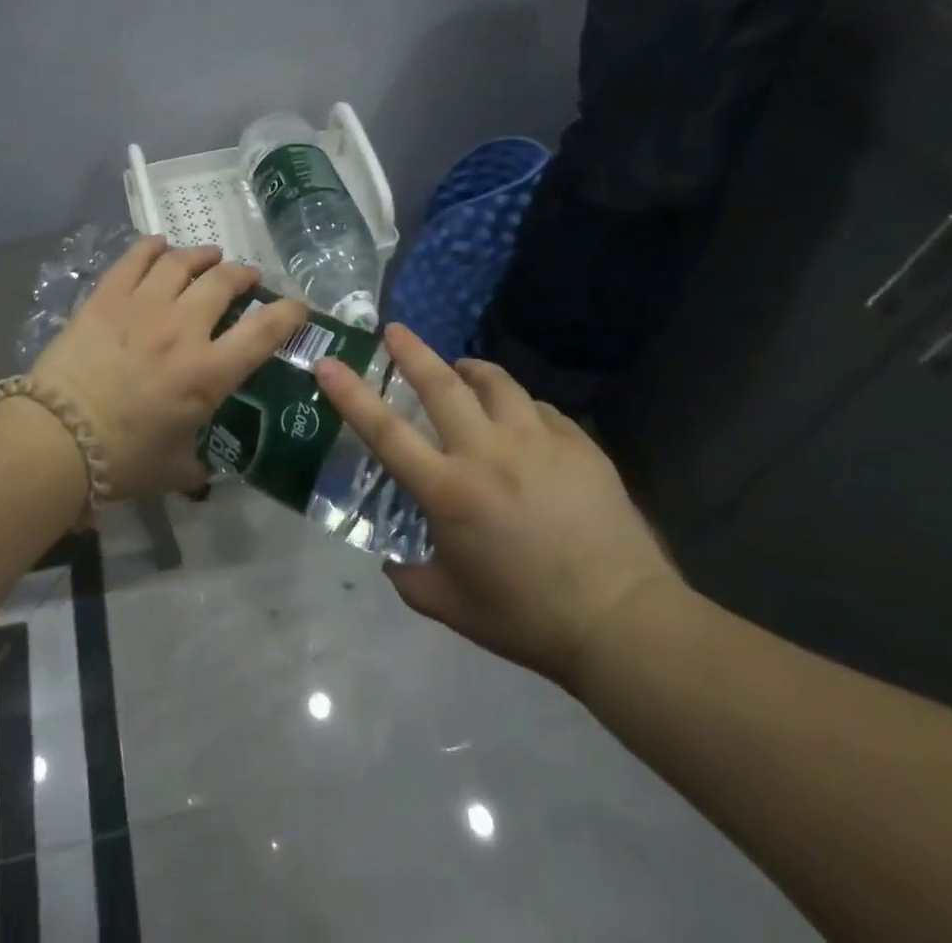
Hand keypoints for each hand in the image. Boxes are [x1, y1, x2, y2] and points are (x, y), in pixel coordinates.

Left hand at [31, 237, 307, 500]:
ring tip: (208, 257)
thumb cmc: (122, 460)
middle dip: (242, 275)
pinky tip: (159, 245)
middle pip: (223, 282)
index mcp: (209, 372)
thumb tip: (202, 469)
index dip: (288, 313)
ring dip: (202, 255)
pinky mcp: (106, 297)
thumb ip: (197, 464)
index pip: (264, 332)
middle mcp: (183, 329)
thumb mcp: (174, 469)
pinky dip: (152, 247)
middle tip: (244, 277)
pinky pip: (135, 258)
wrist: (57, 439)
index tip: (297, 306)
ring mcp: (143, 306)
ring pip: (182, 262)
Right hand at [314, 324, 682, 693]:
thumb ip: (410, 580)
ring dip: (470, 370)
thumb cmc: (527, 618)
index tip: (329, 363)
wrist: (622, 621)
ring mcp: (536, 442)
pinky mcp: (577, 443)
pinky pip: (538, 408)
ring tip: (463, 370)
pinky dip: (519, 406)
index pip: (385, 431)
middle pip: (441, 385)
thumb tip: (391, 562)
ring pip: (495, 382)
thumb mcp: (452, 607)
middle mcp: (486, 453)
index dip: (350, 393)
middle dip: (413, 352)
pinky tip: (521, 421)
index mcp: (448, 491)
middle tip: (396, 331)